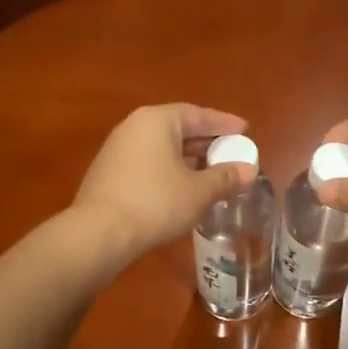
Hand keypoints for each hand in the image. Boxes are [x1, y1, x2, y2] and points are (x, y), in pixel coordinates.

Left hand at [73, 104, 254, 258]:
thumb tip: (249, 170)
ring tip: (213, 173)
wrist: (99, 234)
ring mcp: (118, 150)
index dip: (224, 124)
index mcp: (157, 121)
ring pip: (163, 148)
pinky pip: (149, 163)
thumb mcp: (198, 191)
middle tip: (232, 153)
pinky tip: (184, 188)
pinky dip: (170, 170)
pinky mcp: (109, 174)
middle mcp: (134, 127)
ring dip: (189, 159)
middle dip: (207, 142)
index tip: (245, 131)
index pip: (198, 114)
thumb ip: (225, 177)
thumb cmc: (155, 203)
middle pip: (178, 129)